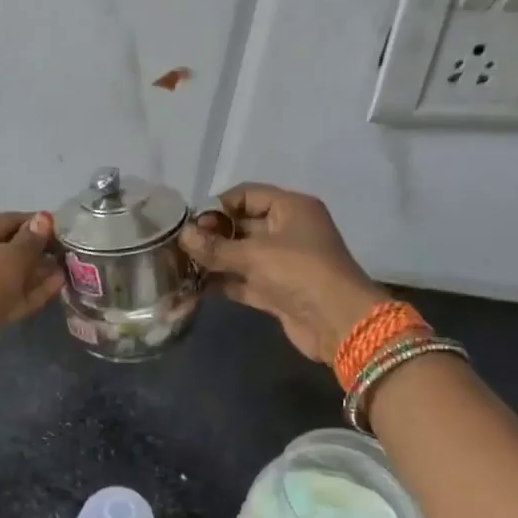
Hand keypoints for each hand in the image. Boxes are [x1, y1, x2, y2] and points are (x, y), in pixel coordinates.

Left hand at [0, 211, 64, 372]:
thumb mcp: (10, 258)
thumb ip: (31, 240)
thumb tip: (45, 219)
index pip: (4, 221)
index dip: (35, 223)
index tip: (63, 228)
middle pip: (7, 248)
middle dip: (38, 250)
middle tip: (70, 251)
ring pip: (10, 274)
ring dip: (38, 272)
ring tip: (69, 267)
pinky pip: (10, 294)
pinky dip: (31, 290)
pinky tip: (59, 285)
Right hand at [178, 184, 387, 364]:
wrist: (339, 323)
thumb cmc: (300, 272)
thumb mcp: (255, 254)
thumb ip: (215, 246)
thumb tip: (182, 235)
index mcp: (291, 208)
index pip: (247, 195)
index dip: (217, 206)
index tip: (188, 222)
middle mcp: (287, 230)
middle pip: (241, 225)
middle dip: (211, 235)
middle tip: (178, 246)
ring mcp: (282, 262)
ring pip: (240, 255)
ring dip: (213, 260)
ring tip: (178, 266)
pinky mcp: (276, 290)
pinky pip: (243, 280)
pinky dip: (222, 282)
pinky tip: (193, 287)